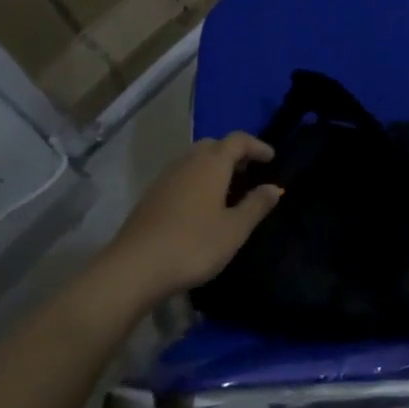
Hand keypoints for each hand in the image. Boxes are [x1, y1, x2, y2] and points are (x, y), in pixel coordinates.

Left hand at [98, 134, 282, 307]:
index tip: (271, 158)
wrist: (135, 267)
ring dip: (213, 167)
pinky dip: (196, 180)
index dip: (257, 146)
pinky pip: (181, 176)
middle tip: (248, 172)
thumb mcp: (234, 230)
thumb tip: (274, 187)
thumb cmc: (193, 245)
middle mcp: (188, 162)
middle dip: (233, 153)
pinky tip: (200, 206)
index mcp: (211, 164)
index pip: (238, 140)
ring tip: (227, 191)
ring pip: (194, 160)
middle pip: (213, 145)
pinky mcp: (151, 196)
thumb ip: (256, 205)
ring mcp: (165, 178)